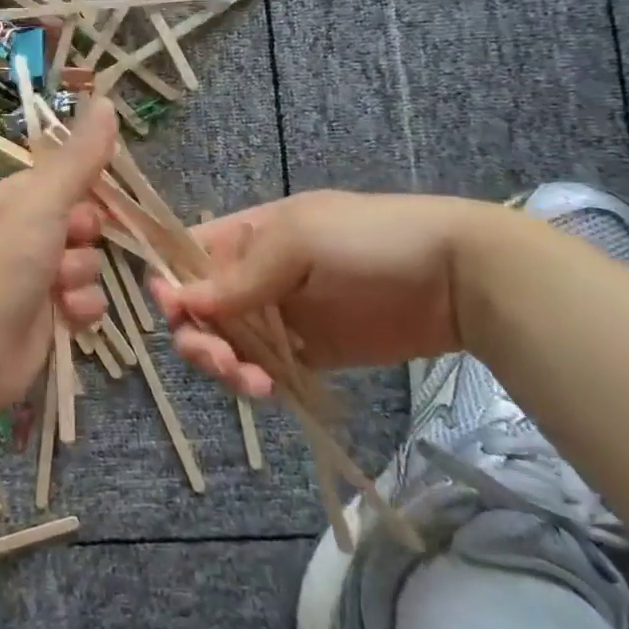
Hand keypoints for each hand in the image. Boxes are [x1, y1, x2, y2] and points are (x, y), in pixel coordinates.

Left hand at [0, 98, 118, 418]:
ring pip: (88, 265)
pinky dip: (80, 309)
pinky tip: (65, 317)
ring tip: (57, 290)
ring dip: (81, 278)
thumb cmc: (2, 263)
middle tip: (66, 245)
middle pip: (84, 224)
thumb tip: (104, 99)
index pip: (67, 180)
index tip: (91, 200)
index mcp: (15, 199)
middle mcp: (23, 234)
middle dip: (85, 238)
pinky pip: (85, 302)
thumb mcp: (43, 200)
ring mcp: (34, 278)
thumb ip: (79, 157)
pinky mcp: (45, 318)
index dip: (86, 191)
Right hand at [146, 190, 498, 396]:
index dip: (169, 283)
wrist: (458, 278)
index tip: (173, 311)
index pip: (185, 257)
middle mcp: (251, 276)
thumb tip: (180, 302)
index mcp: (243, 237)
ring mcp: (278, 317)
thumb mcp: (299, 239)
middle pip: (197, 309)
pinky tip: (268, 391)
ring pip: (224, 344)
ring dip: (222, 365)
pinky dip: (252, 383)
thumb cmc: (370, 240)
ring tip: (252, 383)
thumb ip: (240, 274)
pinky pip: (260, 370)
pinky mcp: (306, 354)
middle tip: (218, 360)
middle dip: (196, 336)